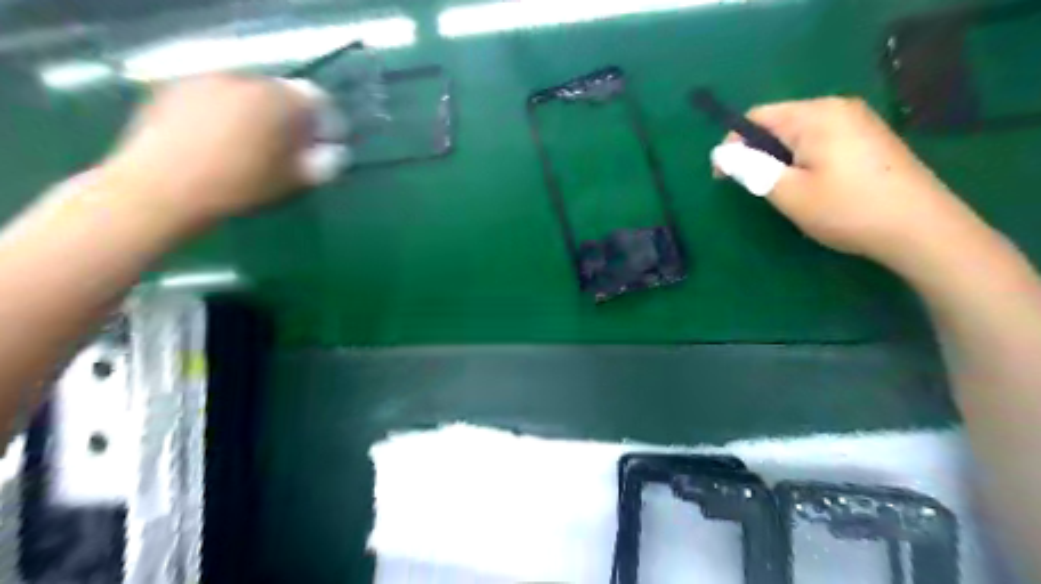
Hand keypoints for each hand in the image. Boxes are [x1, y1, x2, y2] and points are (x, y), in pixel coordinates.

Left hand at [100, 74, 311, 227]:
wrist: (160, 188)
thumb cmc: (237, 186)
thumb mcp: (291, 181)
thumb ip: (321, 164)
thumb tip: (334, 154)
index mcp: (279, 99)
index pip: (317, 100)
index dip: (324, 125)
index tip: (322, 148)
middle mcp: (244, 79)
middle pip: (280, 93)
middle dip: (290, 118)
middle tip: (288, 148)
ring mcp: (206, 79)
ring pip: (246, 94)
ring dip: (256, 114)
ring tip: (250, 146)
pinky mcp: (174, 88)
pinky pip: (215, 97)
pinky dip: (225, 113)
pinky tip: (217, 141)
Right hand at [725, 95, 975, 268]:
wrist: (921, 229)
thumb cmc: (847, 209)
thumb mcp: (788, 192)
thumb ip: (750, 169)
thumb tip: (720, 153)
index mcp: (816, 115)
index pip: (757, 117)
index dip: (733, 145)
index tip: (723, 178)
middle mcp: (838, 108)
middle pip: (779, 123)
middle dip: (758, 154)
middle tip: (756, 190)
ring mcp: (859, 122)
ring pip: (799, 135)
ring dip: (780, 160)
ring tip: (785, 192)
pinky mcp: (870, 139)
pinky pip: (821, 142)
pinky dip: (804, 161)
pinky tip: (813, 188)